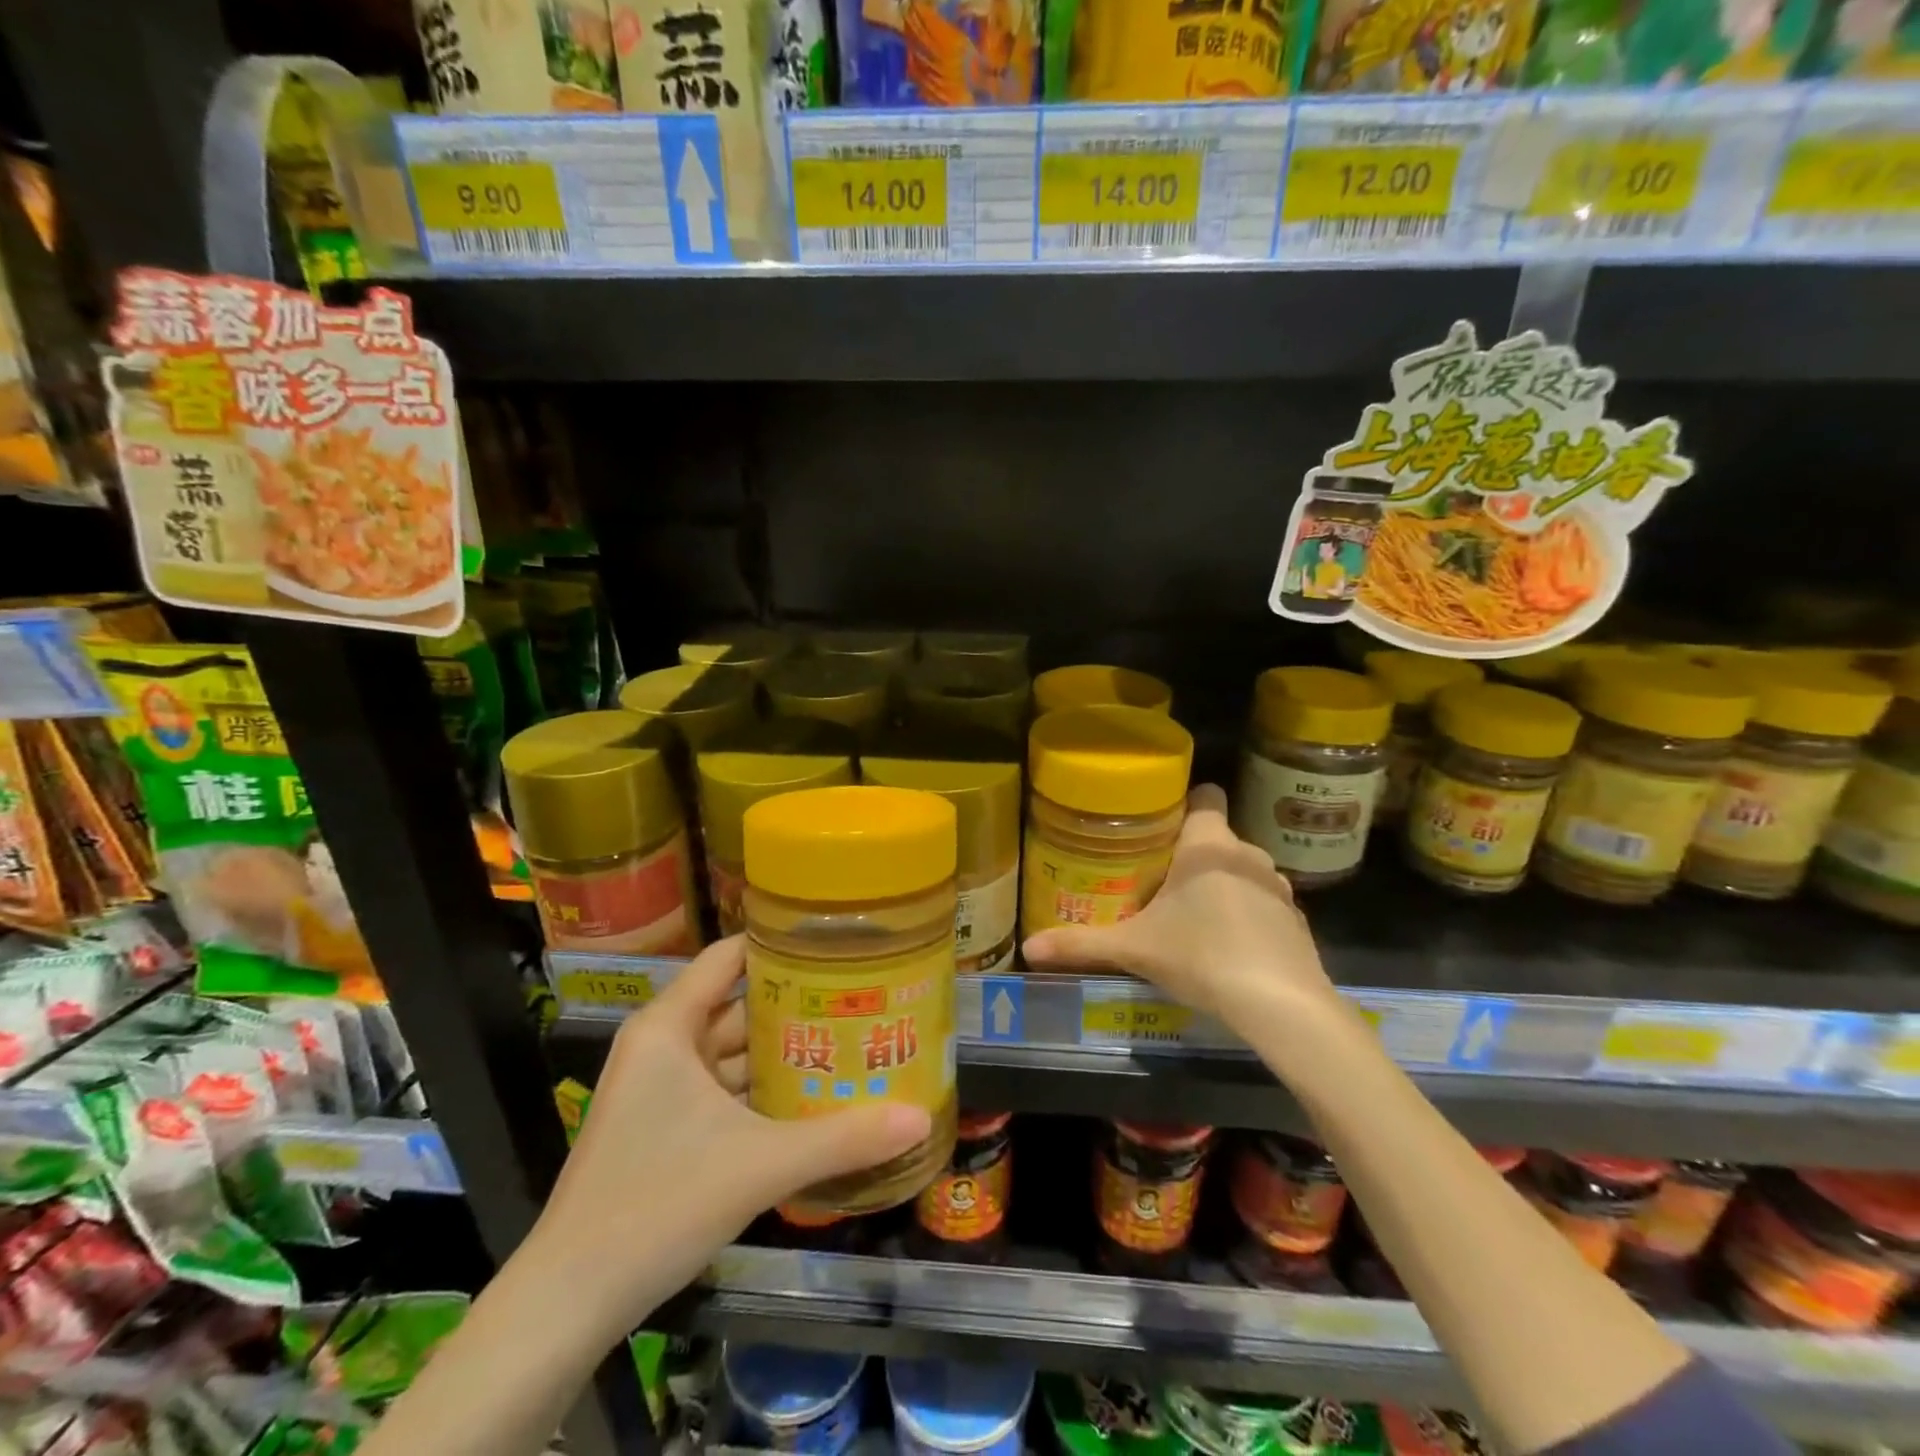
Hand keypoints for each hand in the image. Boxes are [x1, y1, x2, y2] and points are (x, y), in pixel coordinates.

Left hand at [525, 937, 930, 1341]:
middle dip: (797, 1003)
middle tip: (861, 996)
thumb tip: (921, 1117)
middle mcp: (663, 1045)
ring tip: (850, 1040)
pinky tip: (812, 1096)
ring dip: (783, 1051)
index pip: (729, 957)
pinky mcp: (665, 1126)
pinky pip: (724, 1088)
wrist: (569, 1302)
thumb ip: (843, 1138)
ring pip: (733, 1051)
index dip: (780, 944)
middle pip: (738, 1004)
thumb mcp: (760, 1165)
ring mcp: (661, 1088)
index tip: (836, 941)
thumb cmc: (658, 1203)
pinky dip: (763, 1089)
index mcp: (669, 1027)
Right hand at [1022, 784, 1344, 1035]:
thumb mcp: (1134, 949)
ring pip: (1242, 872)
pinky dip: (1247, 917)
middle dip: (1190, 855)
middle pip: (1217, 838)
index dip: (1184, 802)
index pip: (1205, 795)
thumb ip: (1081, 944)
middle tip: (1156, 880)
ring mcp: (1279, 889)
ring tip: (1191, 916)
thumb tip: (1027, 947)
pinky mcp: (1298, 923)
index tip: (1158, 824)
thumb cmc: (1202, 956)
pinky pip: (1264, 906)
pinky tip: (1229, 949)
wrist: (1282, 1006)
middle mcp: (1248, 855)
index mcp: (1208, 846)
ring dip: (1221, 885)